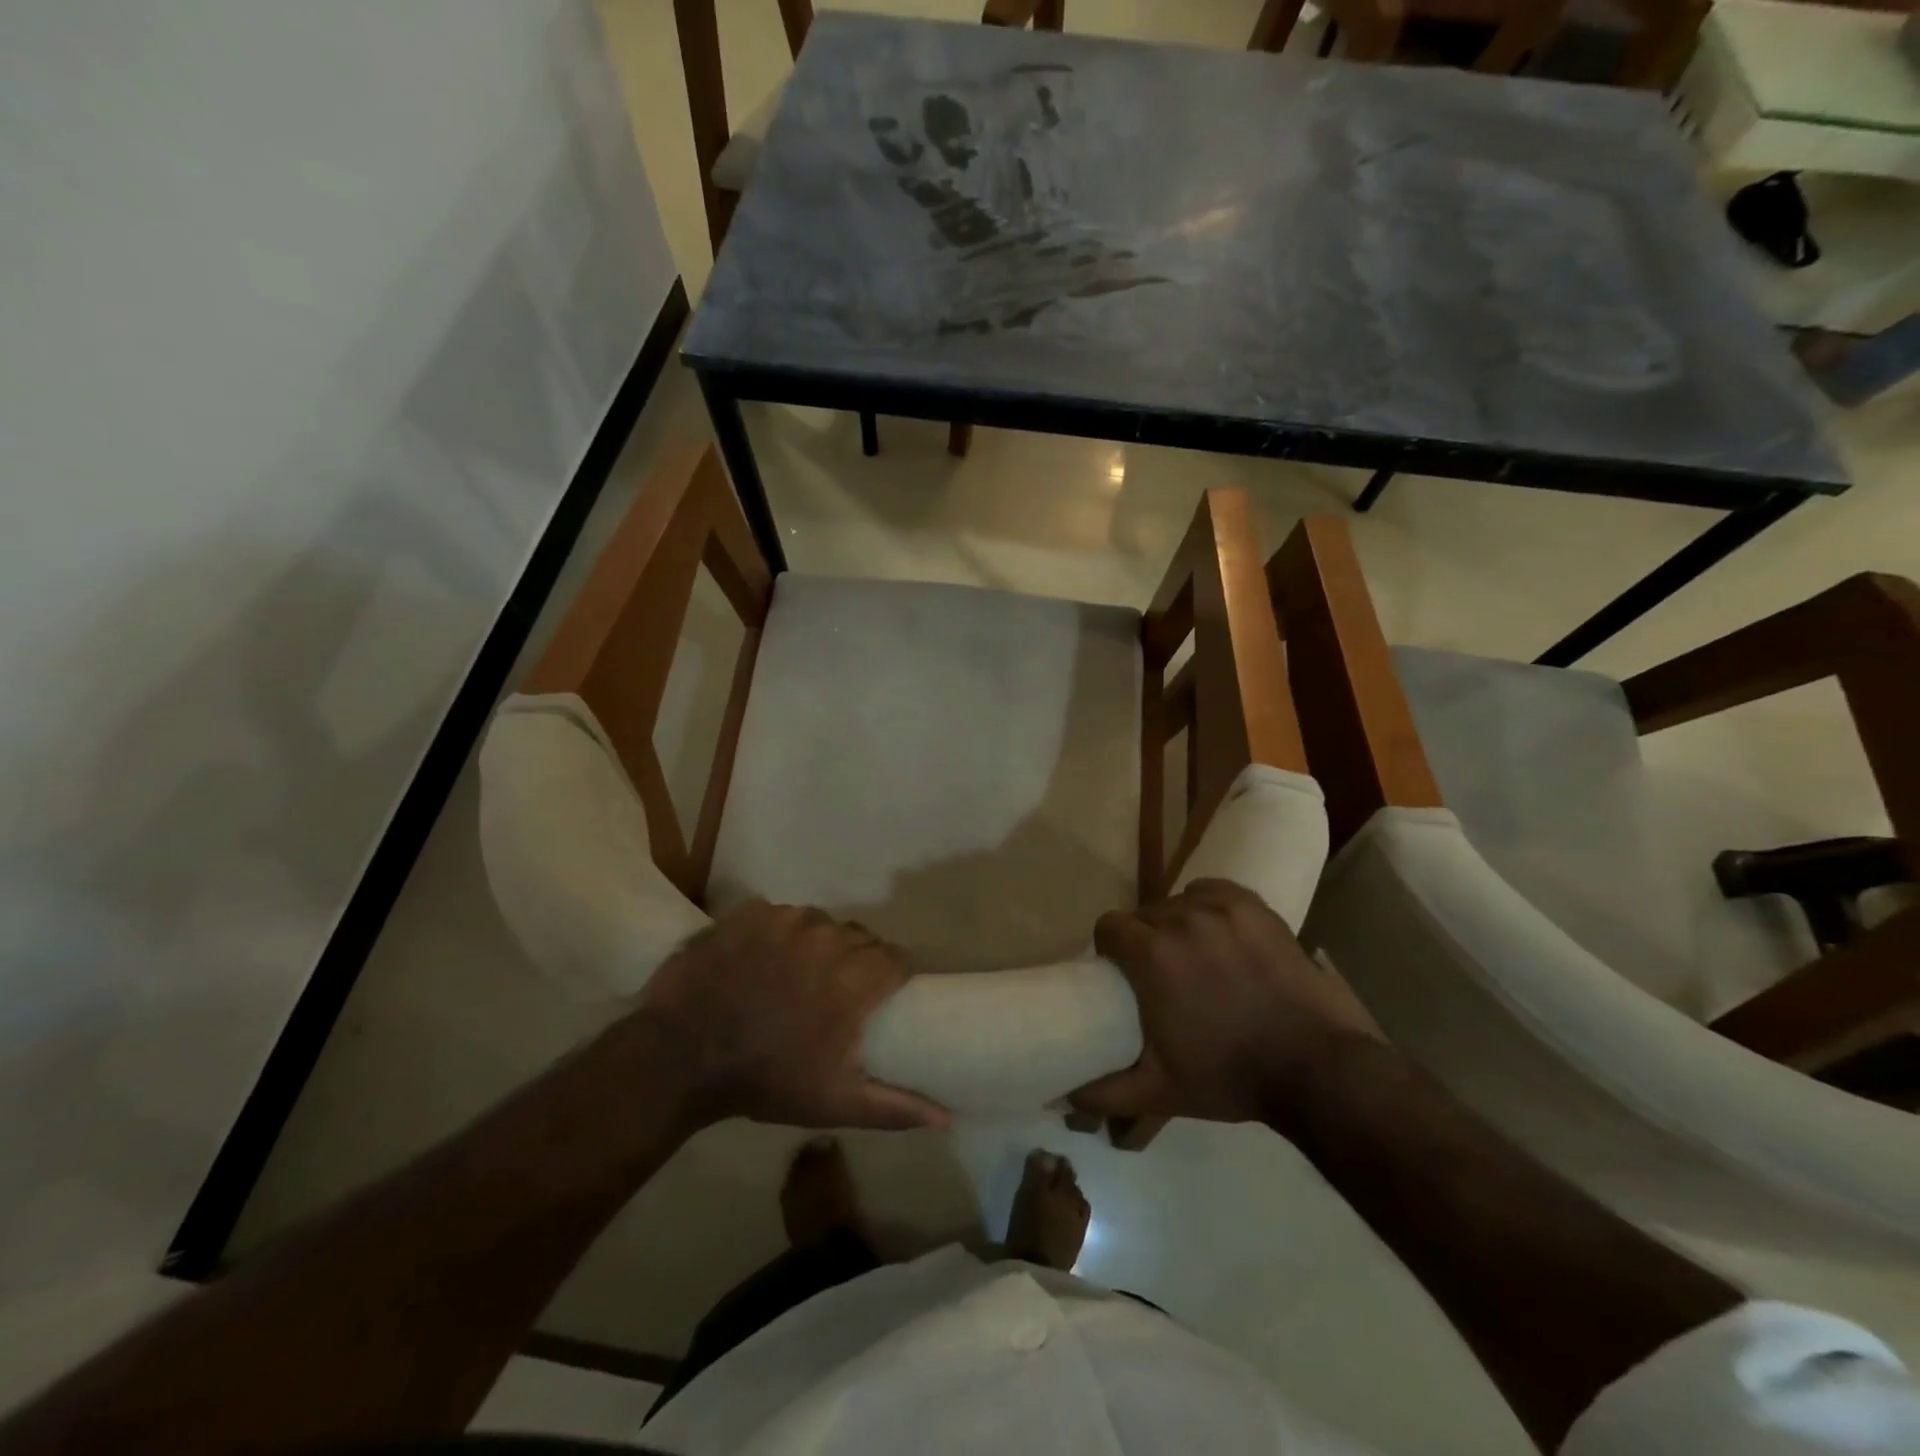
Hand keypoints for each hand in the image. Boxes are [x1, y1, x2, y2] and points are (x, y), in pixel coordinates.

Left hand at [630, 902, 949, 1132]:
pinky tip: (759, 960)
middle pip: (860, 937)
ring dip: (816, 944)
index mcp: (856, 977)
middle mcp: (829, 937)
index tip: (881, 995)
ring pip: (820, 922)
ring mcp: (787, 919)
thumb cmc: (765, 1079)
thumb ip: (895, 1106)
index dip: (893, 975)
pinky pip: (780, 915)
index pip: (897, 958)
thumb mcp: (834, 1101)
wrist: (680, 1056)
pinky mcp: (752, 911)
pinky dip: (777, 933)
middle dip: (855, 960)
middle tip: (834, 991)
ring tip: (793, 974)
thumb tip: (947, 1118)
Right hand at [1073, 879, 1383, 1127]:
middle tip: (1162, 975)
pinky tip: (1219, 933)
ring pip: (1178, 902)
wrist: (1317, 1068)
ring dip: (1177, 924)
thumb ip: (1104, 1091)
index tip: (1122, 973)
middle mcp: (1181, 919)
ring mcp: (1222, 908)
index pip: (1109, 926)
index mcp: (1151, 955)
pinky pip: (1213, 892)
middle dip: (1145, 939)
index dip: (1110, 948)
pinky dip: (1208, 906)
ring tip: (1195, 956)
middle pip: (1144, 915)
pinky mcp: (1255, 906)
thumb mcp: (1159, 1091)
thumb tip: (1061, 1094)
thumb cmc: (1230, 1076)